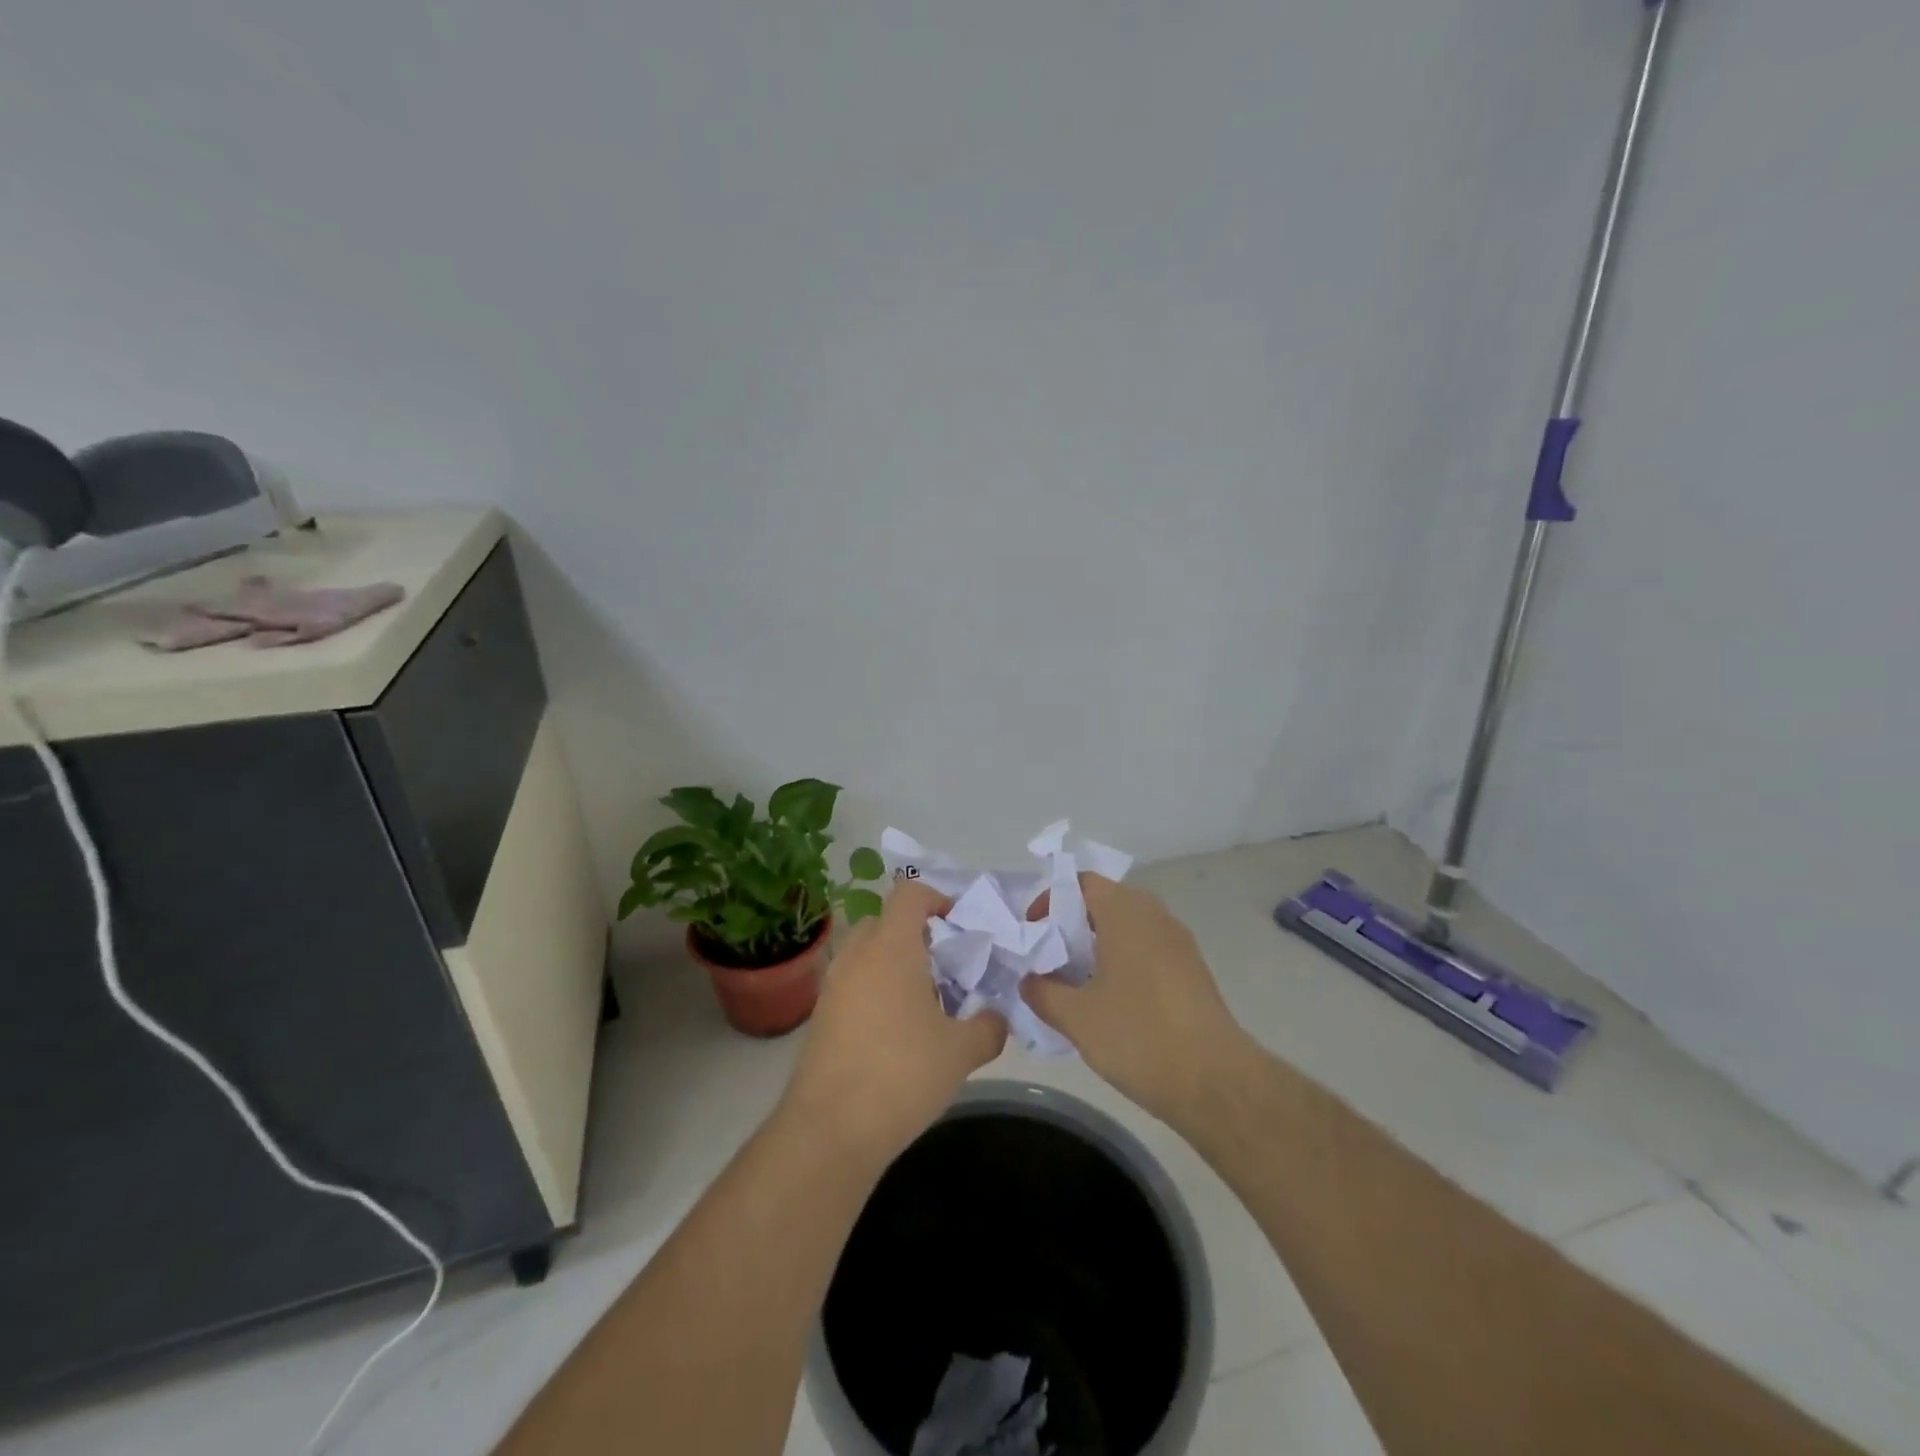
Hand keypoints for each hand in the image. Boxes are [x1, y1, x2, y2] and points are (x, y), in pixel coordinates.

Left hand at [781, 880, 1006, 1161]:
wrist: (830, 1130)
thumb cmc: (902, 1075)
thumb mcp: (961, 1052)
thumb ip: (988, 1026)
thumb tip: (996, 1018)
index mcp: (891, 947)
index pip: (909, 894)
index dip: (937, 899)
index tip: (960, 926)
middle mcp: (856, 955)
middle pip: (885, 922)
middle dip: (916, 935)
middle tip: (945, 967)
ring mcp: (832, 986)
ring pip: (866, 954)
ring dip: (894, 965)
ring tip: (924, 1004)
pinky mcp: (820, 1017)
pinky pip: (852, 984)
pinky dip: (875, 991)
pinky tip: (896, 1033)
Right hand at [1021, 874, 1251, 1124]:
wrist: (1215, 1080)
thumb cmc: (1139, 1035)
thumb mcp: (1076, 1017)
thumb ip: (1043, 992)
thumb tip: (1029, 980)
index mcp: (1125, 913)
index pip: (1083, 882)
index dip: (1052, 899)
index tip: (1035, 931)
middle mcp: (1155, 916)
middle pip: (1107, 901)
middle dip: (1075, 924)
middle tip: (1052, 956)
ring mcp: (1179, 942)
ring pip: (1130, 926)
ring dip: (1101, 944)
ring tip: (1078, 981)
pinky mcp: (1194, 970)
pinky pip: (1150, 949)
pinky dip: (1126, 961)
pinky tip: (1114, 1001)